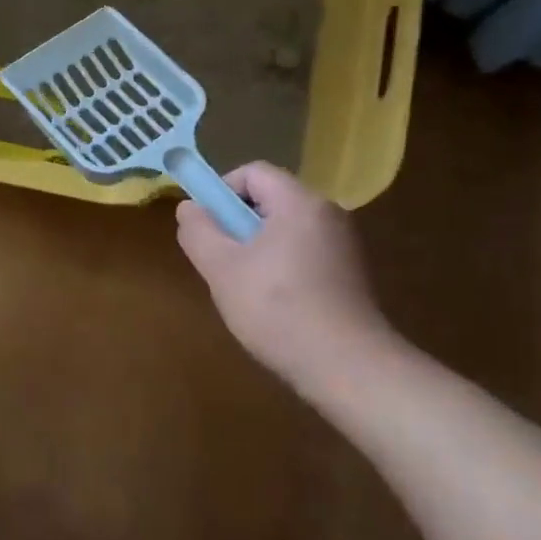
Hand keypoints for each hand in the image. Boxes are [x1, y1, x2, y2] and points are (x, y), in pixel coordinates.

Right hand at [175, 162, 397, 392]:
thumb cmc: (278, 309)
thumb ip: (199, 231)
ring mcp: (344, 244)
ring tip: (245, 287)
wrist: (347, 366)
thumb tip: (189, 208)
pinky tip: (274, 305)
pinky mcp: (351, 273)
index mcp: (300, 202)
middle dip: (238, 224)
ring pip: (286, 230)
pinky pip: (305, 252)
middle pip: (270, 200)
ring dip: (258, 249)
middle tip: (221, 261)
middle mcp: (328, 213)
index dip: (222, 192)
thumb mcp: (222, 268)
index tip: (208, 228)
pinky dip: (282, 266)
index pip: (253, 172)